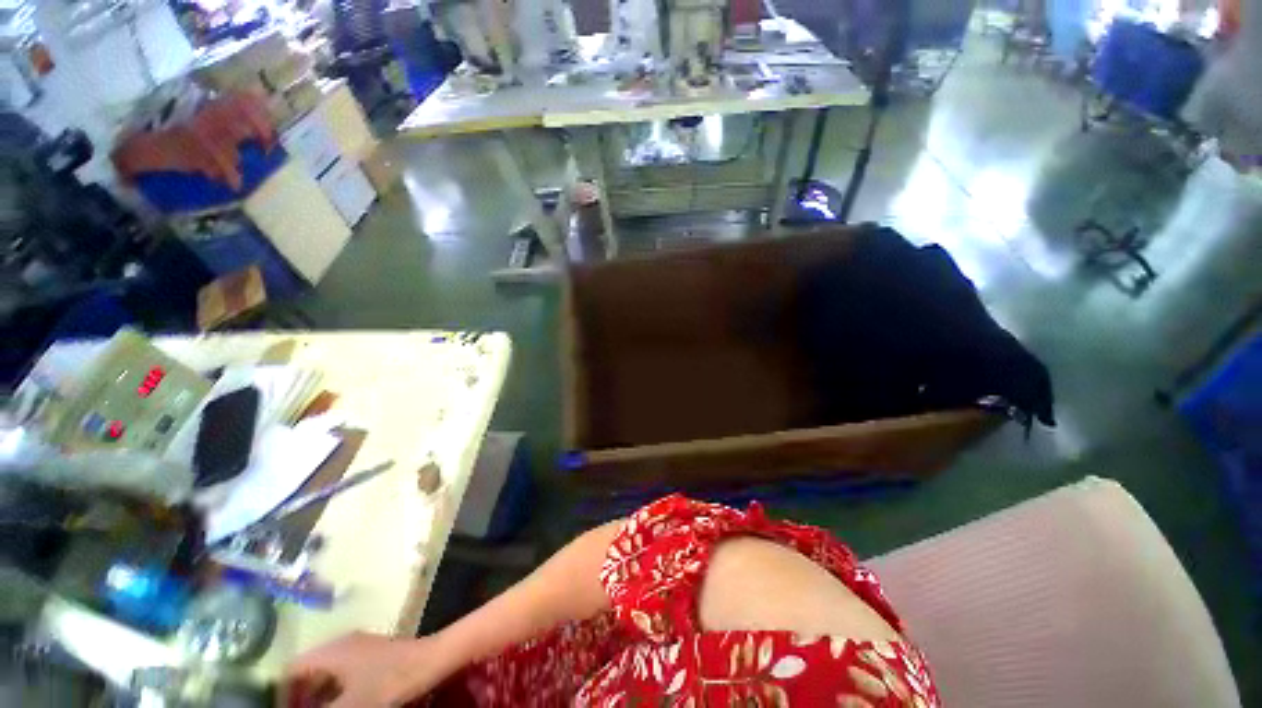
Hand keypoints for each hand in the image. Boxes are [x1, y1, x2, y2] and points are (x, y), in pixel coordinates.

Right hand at [281, 632, 452, 707]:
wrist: (431, 660)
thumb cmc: (389, 680)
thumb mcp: (350, 705)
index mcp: (331, 651)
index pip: (291, 669)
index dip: (279, 693)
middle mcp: (341, 645)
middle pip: (307, 671)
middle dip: (298, 697)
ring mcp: (358, 648)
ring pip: (325, 674)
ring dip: (316, 696)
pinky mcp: (371, 655)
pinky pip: (342, 674)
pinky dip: (333, 692)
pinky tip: (338, 706)